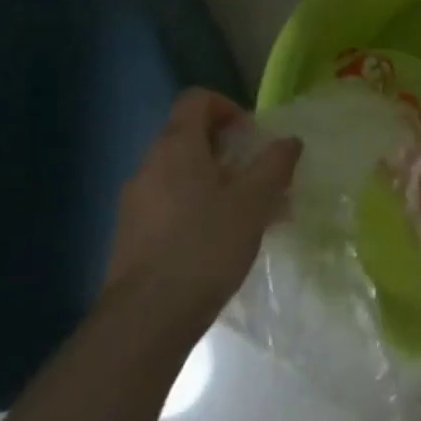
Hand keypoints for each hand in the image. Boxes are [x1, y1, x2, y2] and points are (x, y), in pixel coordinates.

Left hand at [106, 89, 300, 337]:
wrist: (146, 319)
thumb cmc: (205, 247)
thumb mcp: (253, 202)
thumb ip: (274, 165)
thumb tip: (289, 140)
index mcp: (176, 147)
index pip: (196, 100)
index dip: (227, 107)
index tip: (251, 137)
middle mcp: (149, 165)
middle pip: (190, 137)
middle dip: (229, 152)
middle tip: (259, 179)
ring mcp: (135, 202)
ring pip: (182, 175)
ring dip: (217, 184)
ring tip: (248, 216)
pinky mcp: (131, 235)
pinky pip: (170, 205)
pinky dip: (198, 208)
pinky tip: (221, 243)